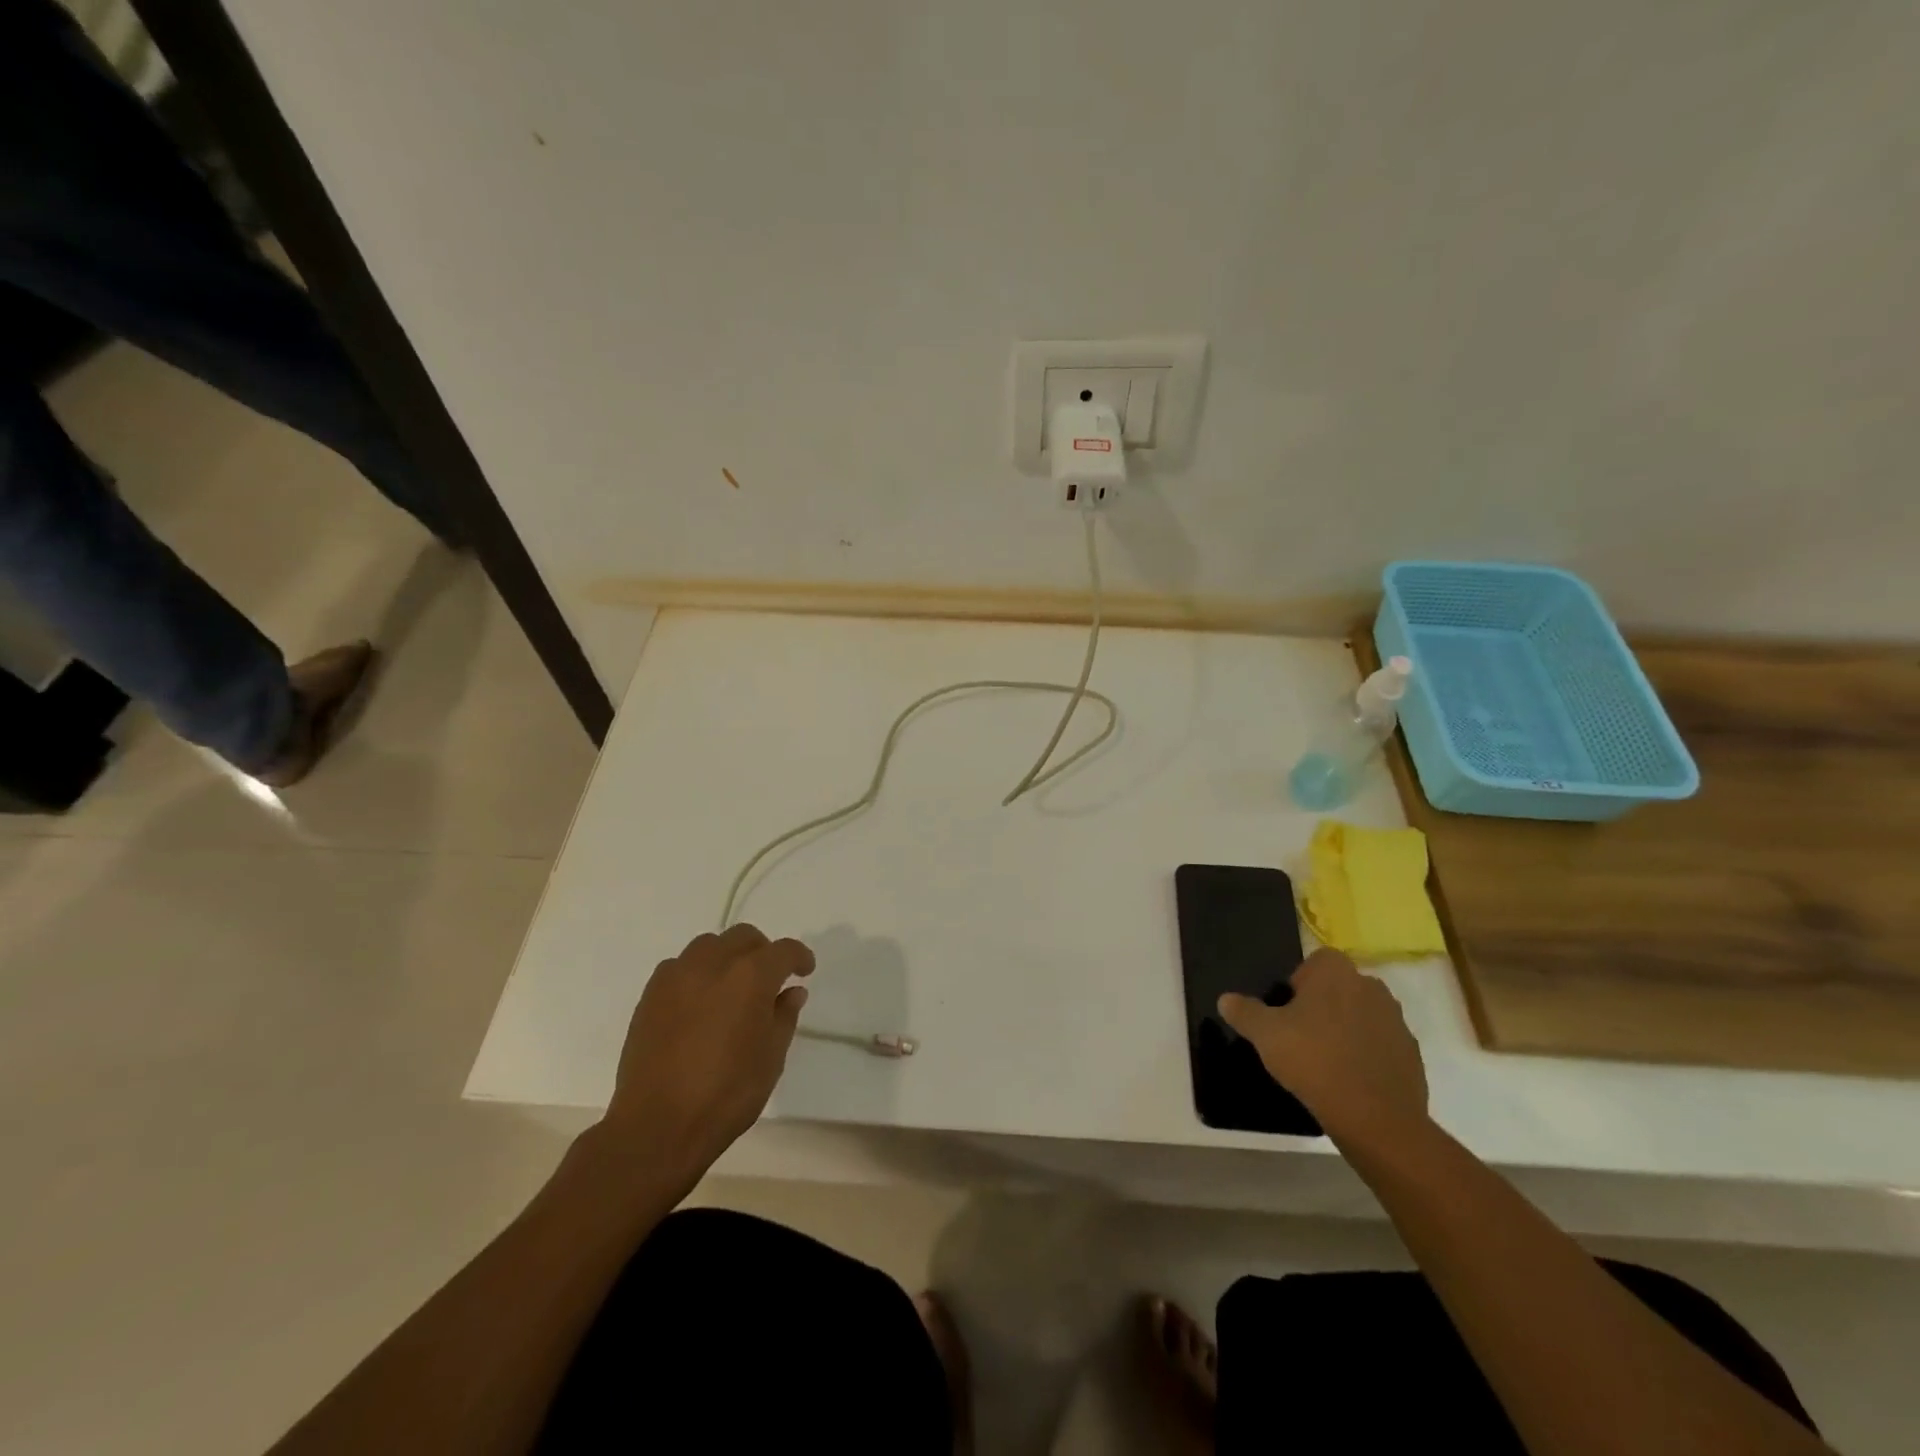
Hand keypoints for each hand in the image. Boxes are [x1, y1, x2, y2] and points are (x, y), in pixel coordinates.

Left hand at [599, 924, 813, 1184]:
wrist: (657, 1126)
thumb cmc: (726, 1095)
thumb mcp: (771, 1058)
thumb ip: (784, 1016)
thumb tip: (791, 992)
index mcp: (750, 976)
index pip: (783, 950)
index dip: (799, 957)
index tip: (804, 971)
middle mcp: (713, 963)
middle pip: (744, 937)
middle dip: (762, 951)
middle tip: (769, 979)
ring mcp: (677, 976)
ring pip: (709, 946)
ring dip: (727, 957)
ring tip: (731, 988)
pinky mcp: (650, 994)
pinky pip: (680, 967)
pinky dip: (697, 974)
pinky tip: (699, 1003)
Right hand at [1218, 948, 1429, 1150]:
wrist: (1375, 1118)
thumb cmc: (1313, 1060)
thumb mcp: (1264, 1034)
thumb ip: (1244, 1011)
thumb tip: (1226, 999)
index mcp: (1337, 973)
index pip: (1316, 961)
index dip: (1299, 982)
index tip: (1287, 1010)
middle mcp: (1371, 987)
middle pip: (1340, 987)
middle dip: (1323, 1005)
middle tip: (1301, 1034)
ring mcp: (1396, 1021)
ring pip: (1362, 1015)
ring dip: (1346, 1029)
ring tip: (1324, 1060)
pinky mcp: (1411, 1054)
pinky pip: (1381, 1045)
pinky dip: (1366, 1055)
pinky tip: (1348, 1080)